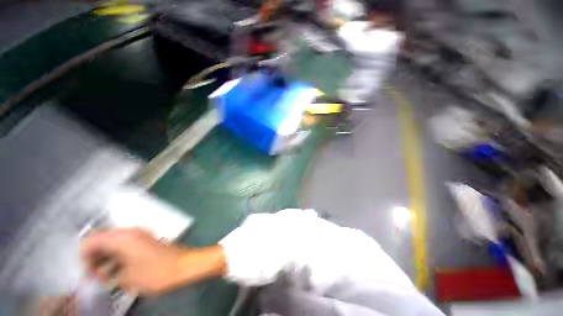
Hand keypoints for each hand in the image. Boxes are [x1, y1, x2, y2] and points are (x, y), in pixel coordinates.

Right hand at [80, 228, 225, 294]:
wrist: (183, 265)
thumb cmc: (156, 273)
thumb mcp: (127, 278)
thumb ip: (108, 272)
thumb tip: (100, 272)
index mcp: (122, 238)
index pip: (92, 241)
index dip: (84, 258)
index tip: (86, 273)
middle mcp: (131, 232)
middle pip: (103, 241)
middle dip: (95, 258)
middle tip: (94, 277)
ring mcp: (141, 235)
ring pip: (114, 244)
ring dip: (106, 259)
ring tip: (106, 278)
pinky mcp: (147, 241)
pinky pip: (126, 247)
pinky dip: (118, 258)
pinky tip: (118, 273)